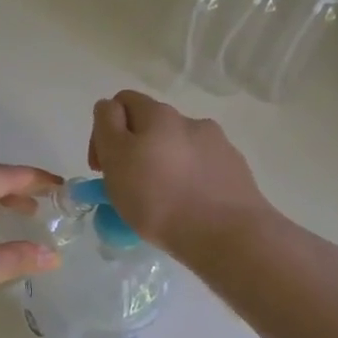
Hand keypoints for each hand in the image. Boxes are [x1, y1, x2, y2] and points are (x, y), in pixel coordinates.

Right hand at [88, 90, 274, 253]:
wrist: (227, 234)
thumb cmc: (158, 198)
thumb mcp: (116, 158)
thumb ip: (107, 127)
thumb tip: (110, 110)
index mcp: (157, 114)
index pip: (120, 102)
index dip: (103, 130)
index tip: (102, 166)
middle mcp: (189, 121)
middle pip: (151, 125)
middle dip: (134, 148)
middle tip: (127, 185)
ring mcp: (217, 144)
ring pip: (177, 147)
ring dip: (163, 163)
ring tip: (161, 199)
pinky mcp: (235, 169)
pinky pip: (202, 167)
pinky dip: (189, 179)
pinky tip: (188, 205)